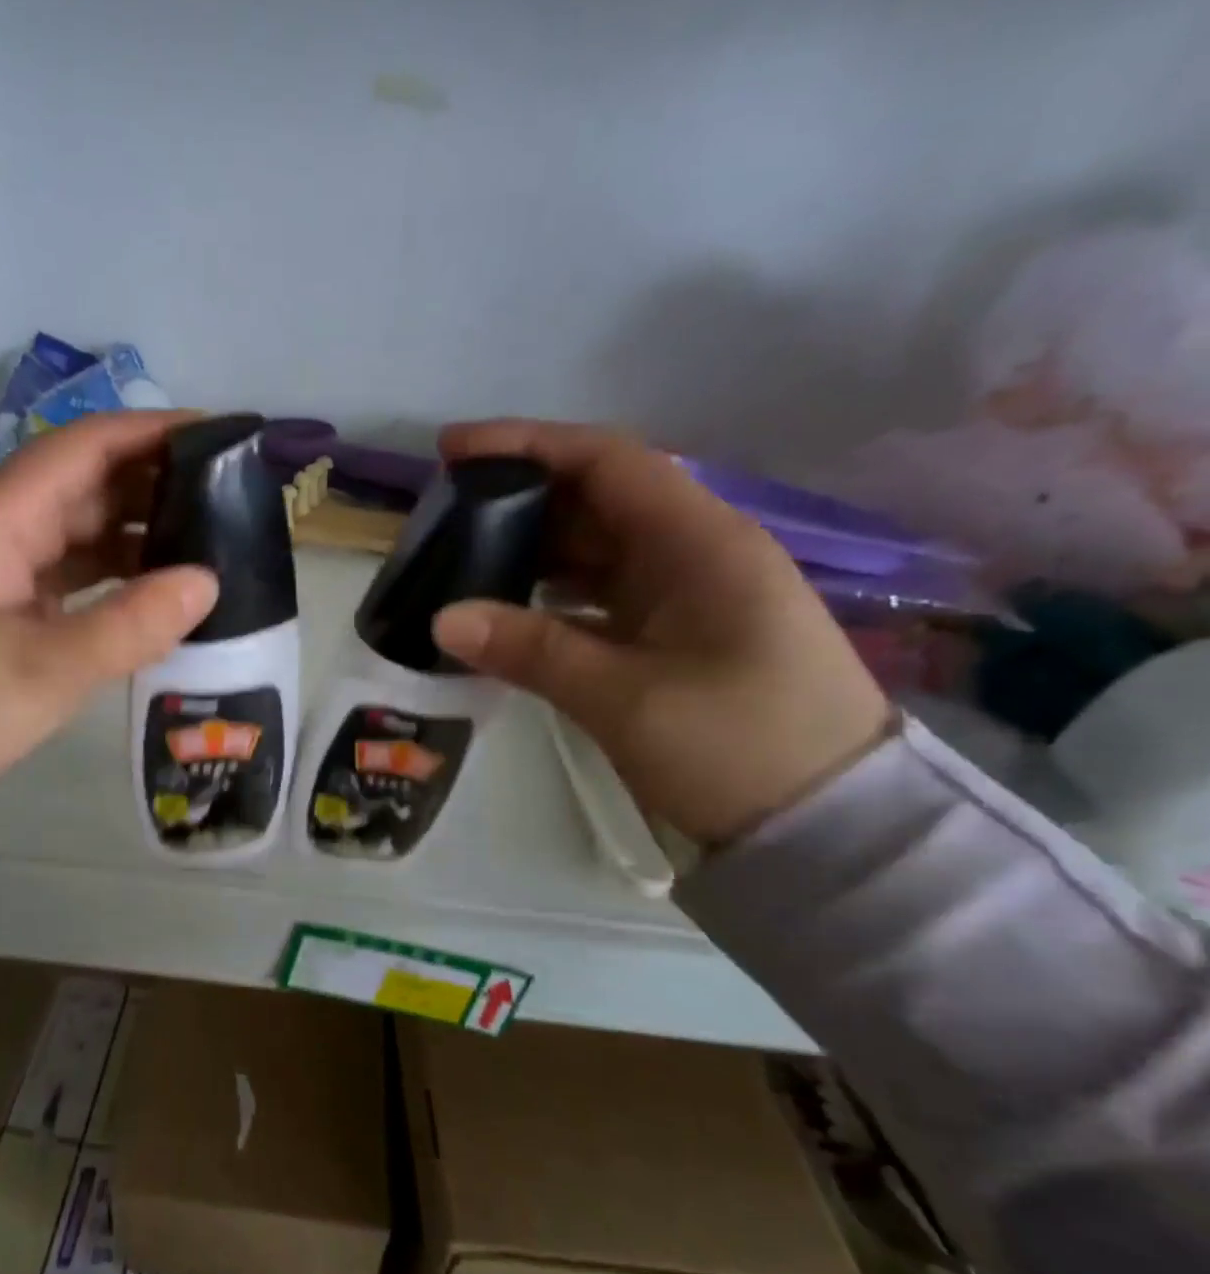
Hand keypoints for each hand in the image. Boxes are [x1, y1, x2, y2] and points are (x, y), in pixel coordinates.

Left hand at [0, 411, 218, 789]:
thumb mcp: (46, 669)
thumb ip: (131, 624)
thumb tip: (207, 581)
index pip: (84, 446)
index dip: (153, 432)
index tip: (218, 436)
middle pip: (84, 484)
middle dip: (155, 484)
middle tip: (229, 500)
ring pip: (76, 531)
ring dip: (136, 534)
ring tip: (206, 546)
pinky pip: (64, 572)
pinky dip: (109, 577)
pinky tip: (152, 593)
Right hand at [430, 421, 891, 845]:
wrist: (831, 828)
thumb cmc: (739, 748)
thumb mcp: (626, 699)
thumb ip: (532, 650)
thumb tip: (442, 618)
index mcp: (701, 543)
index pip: (607, 461)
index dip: (528, 445)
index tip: (454, 450)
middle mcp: (697, 553)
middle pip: (597, 500)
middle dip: (520, 500)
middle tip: (445, 519)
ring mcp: (688, 596)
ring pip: (596, 551)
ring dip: (532, 552)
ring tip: (462, 562)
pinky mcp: (677, 636)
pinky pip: (602, 597)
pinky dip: (552, 599)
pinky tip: (508, 614)